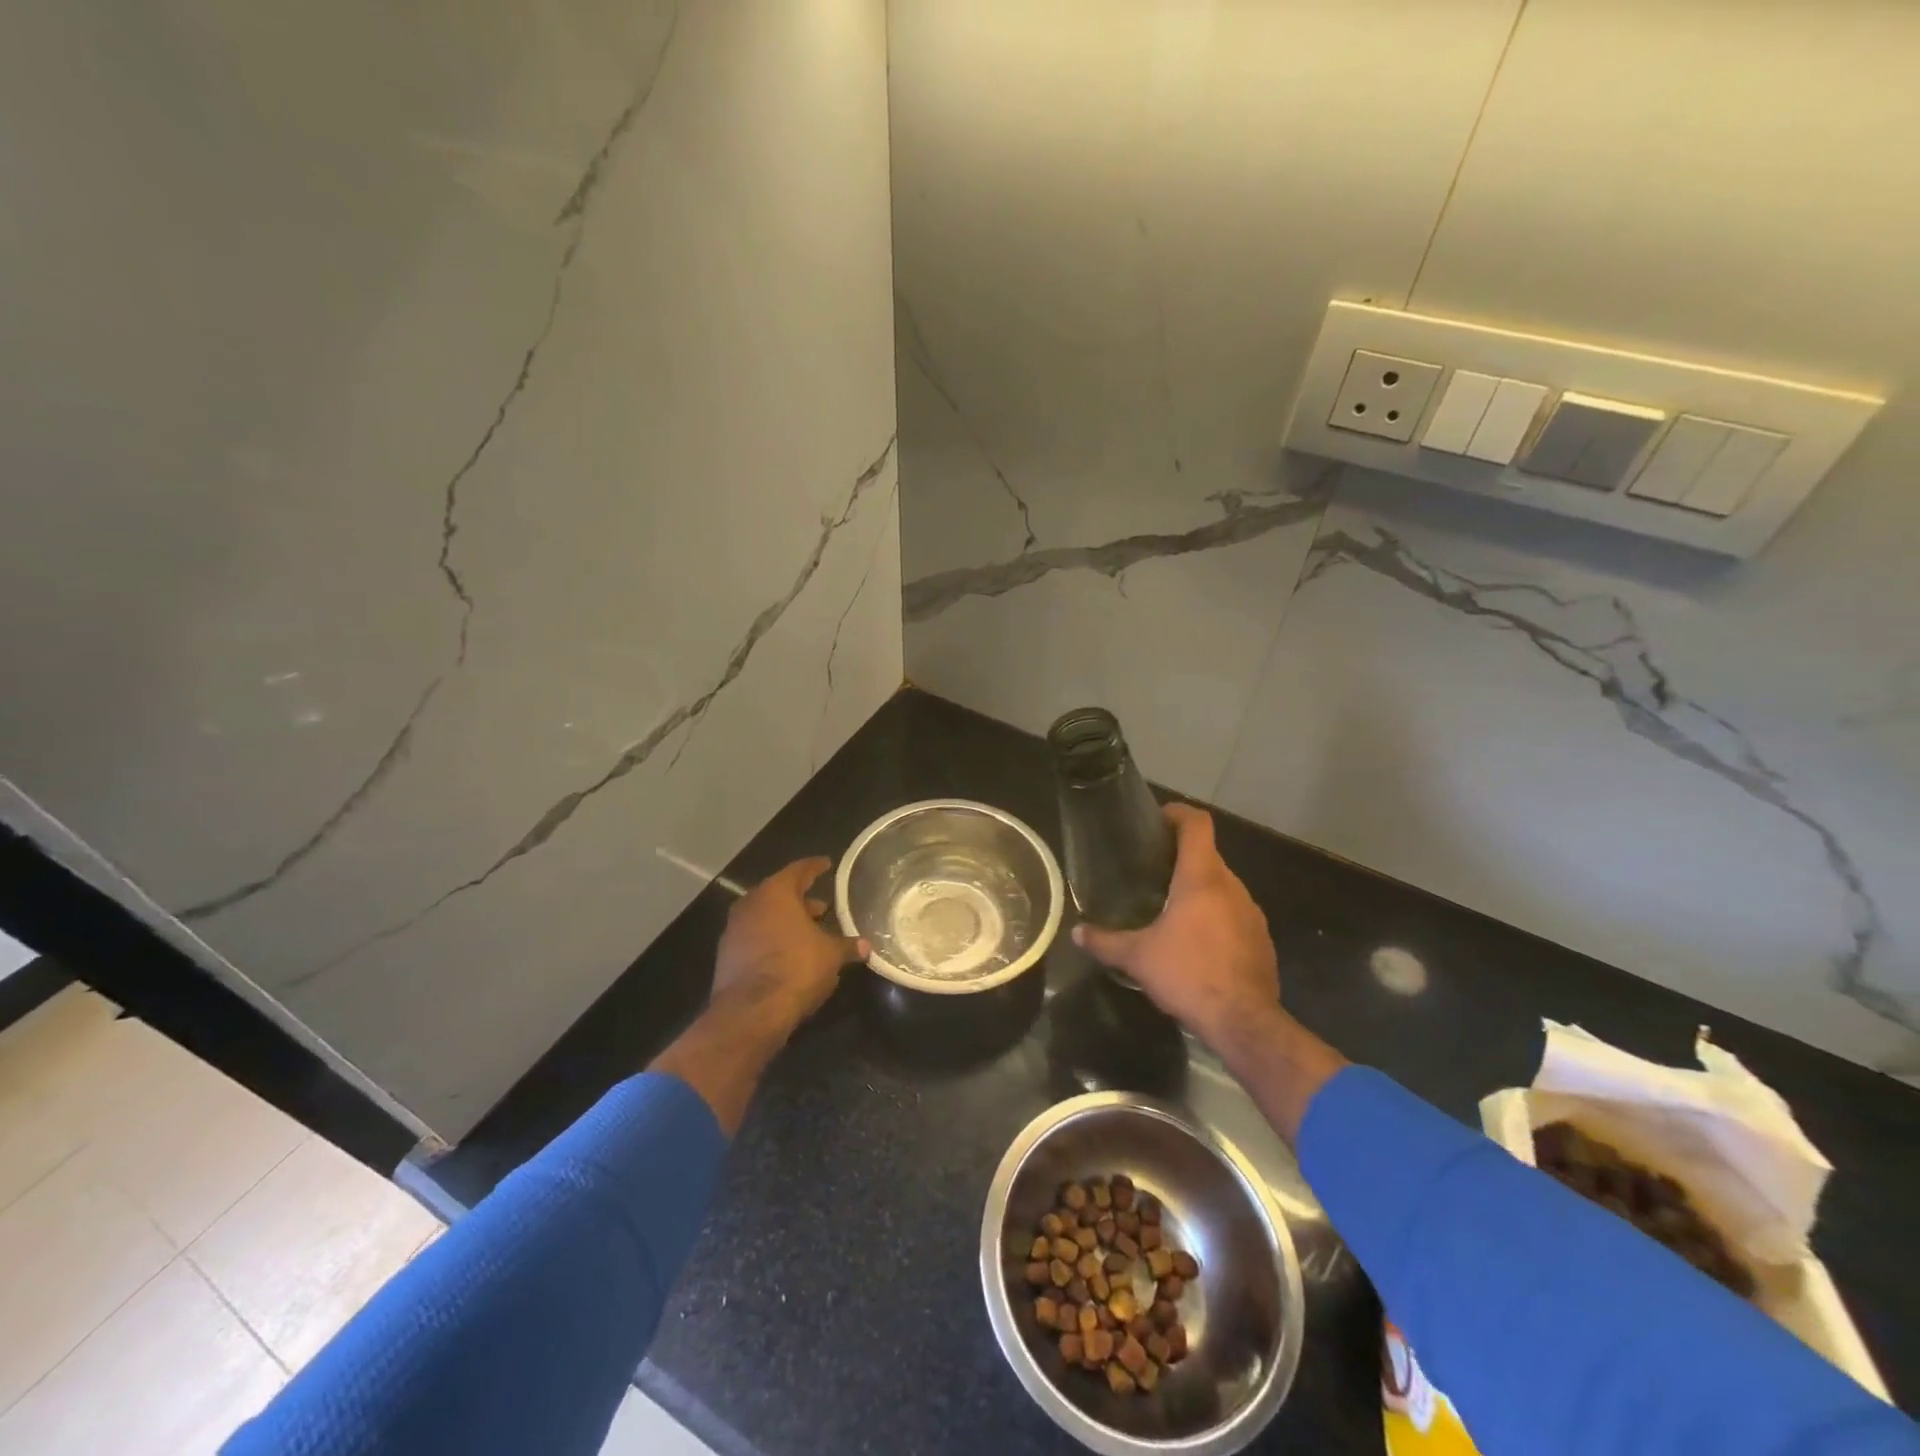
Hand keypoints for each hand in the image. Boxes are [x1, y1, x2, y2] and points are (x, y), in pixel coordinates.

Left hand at [713, 857, 868, 1025]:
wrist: (750, 1011)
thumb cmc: (796, 968)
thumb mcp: (831, 955)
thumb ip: (847, 946)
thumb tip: (865, 946)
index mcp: (776, 892)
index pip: (799, 870)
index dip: (815, 867)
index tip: (826, 864)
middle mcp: (751, 903)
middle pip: (779, 893)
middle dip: (802, 900)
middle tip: (823, 907)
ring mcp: (734, 929)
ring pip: (765, 916)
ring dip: (786, 921)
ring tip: (809, 933)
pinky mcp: (727, 955)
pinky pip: (755, 937)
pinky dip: (772, 939)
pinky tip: (788, 953)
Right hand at [1072, 805, 1280, 1049]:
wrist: (1244, 1022)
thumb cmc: (1188, 975)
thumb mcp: (1138, 958)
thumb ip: (1105, 941)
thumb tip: (1077, 932)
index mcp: (1202, 878)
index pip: (1197, 824)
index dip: (1177, 814)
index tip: (1157, 820)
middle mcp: (1232, 886)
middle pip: (1208, 855)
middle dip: (1180, 857)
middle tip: (1151, 870)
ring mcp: (1251, 912)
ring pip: (1222, 885)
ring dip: (1199, 888)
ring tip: (1170, 906)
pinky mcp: (1261, 939)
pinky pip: (1235, 913)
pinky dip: (1215, 915)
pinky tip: (1196, 941)